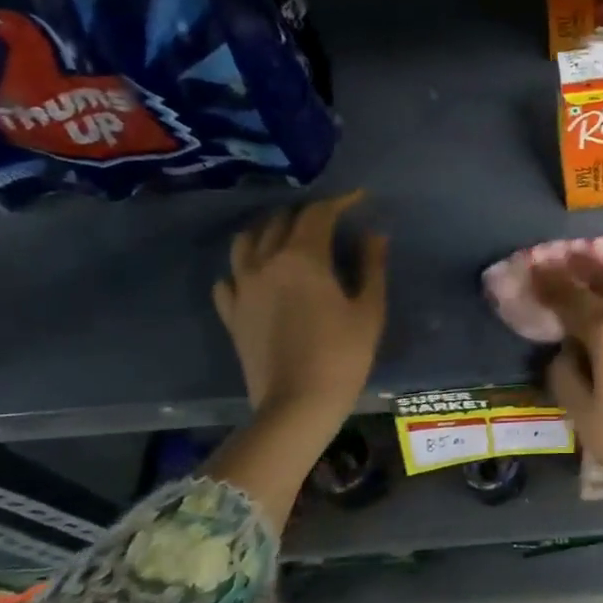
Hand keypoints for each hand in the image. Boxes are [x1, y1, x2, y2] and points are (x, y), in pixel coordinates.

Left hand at [212, 192, 387, 425]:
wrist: (297, 403)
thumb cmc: (343, 355)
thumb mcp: (369, 309)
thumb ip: (371, 266)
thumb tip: (374, 235)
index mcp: (303, 258)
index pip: (319, 214)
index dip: (340, 201)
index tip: (358, 199)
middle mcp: (266, 263)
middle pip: (280, 221)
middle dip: (306, 213)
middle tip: (329, 218)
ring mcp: (243, 288)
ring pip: (246, 241)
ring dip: (268, 230)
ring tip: (286, 236)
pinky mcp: (231, 313)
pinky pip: (229, 278)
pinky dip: (243, 268)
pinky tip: (256, 276)